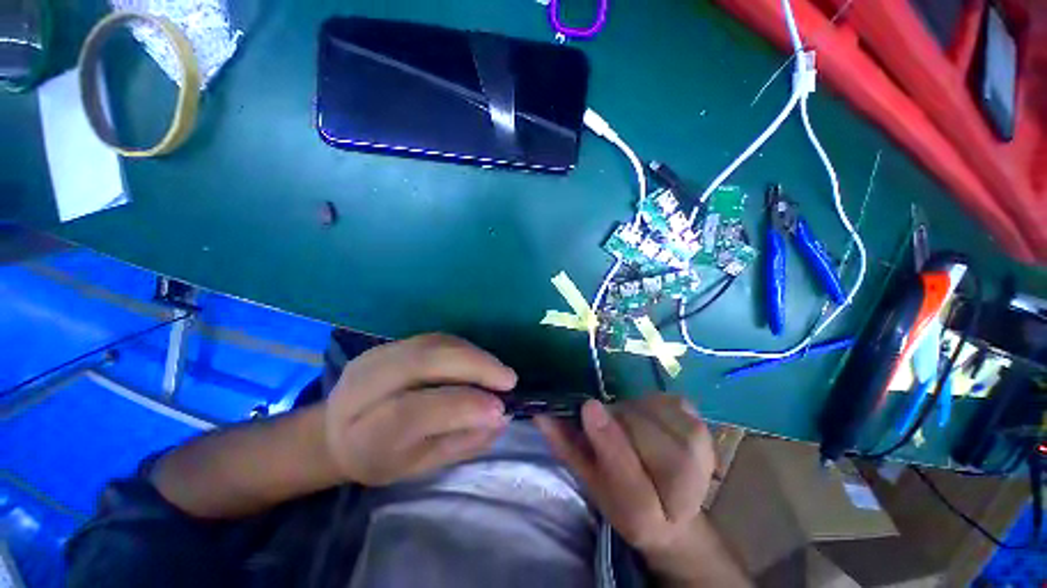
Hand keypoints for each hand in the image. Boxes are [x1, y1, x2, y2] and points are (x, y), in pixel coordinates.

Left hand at [324, 334, 516, 485]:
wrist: (336, 431)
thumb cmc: (382, 458)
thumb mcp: (419, 466)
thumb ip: (460, 441)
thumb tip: (502, 416)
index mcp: (363, 433)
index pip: (414, 412)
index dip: (461, 406)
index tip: (501, 408)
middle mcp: (363, 386)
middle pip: (424, 362)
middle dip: (474, 366)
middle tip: (508, 379)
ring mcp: (375, 357)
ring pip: (433, 344)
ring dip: (473, 354)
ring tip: (498, 371)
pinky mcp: (389, 343)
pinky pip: (434, 338)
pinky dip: (463, 347)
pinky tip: (479, 361)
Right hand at [535, 396, 715, 574]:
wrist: (673, 512)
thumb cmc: (624, 500)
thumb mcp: (589, 480)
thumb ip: (566, 446)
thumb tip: (541, 413)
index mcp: (650, 512)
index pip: (630, 476)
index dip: (609, 441)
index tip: (586, 408)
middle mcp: (684, 483)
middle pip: (636, 428)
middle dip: (614, 422)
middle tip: (609, 433)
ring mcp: (699, 446)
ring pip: (647, 409)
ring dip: (630, 413)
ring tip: (632, 433)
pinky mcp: (701, 423)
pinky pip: (664, 399)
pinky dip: (649, 405)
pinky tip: (651, 424)